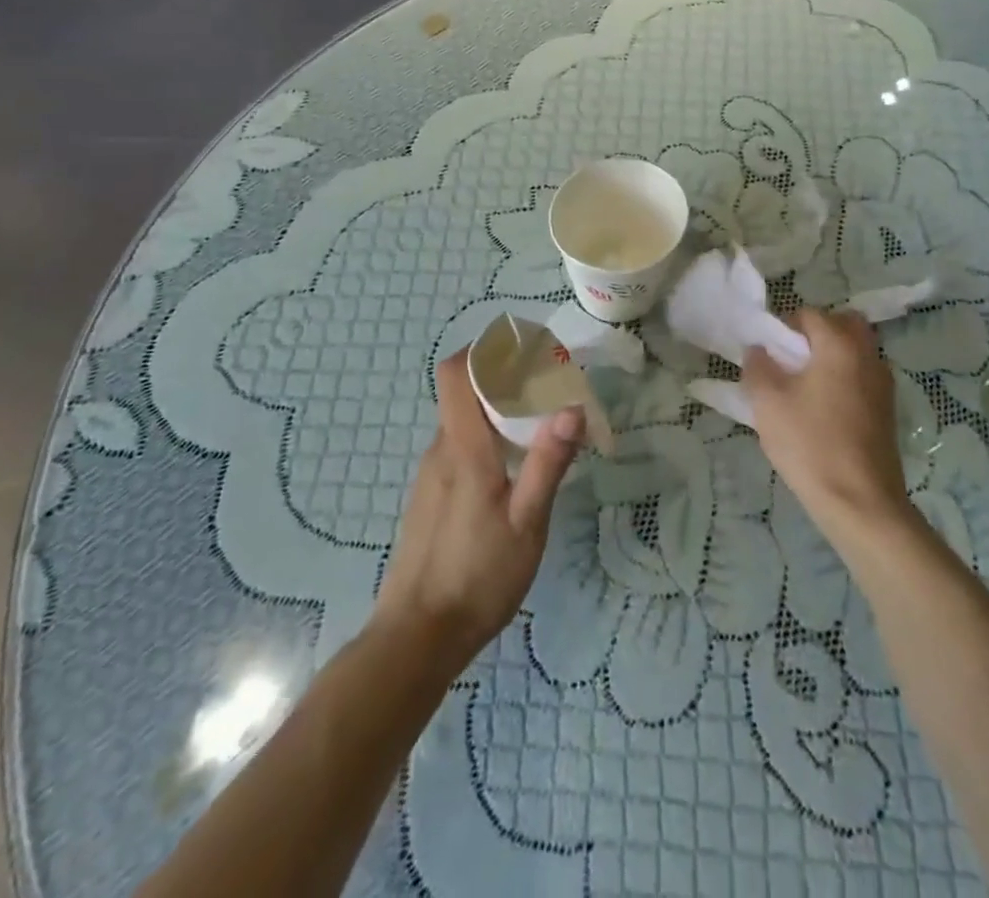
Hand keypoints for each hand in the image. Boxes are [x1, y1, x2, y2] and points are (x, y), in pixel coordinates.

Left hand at [371, 349, 583, 669]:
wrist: (417, 638)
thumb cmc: (477, 577)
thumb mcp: (527, 524)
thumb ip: (547, 463)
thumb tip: (571, 407)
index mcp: (462, 448)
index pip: (455, 373)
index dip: (483, 350)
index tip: (522, 351)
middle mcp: (440, 451)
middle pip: (464, 393)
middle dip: (504, 381)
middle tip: (549, 392)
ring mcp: (431, 475)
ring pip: (463, 423)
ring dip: (496, 413)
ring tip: (539, 431)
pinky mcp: (431, 497)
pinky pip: (458, 448)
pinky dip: (485, 440)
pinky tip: (512, 473)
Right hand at [743, 309, 905, 532]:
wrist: (860, 502)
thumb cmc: (810, 444)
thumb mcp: (768, 403)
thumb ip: (758, 366)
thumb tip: (758, 349)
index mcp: (840, 344)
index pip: (809, 314)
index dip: (783, 327)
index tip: (767, 352)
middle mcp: (868, 355)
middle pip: (843, 324)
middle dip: (816, 333)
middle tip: (791, 359)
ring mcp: (883, 383)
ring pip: (857, 350)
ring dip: (832, 355)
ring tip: (803, 386)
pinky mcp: (888, 409)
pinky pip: (863, 376)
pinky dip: (844, 378)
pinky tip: (823, 409)